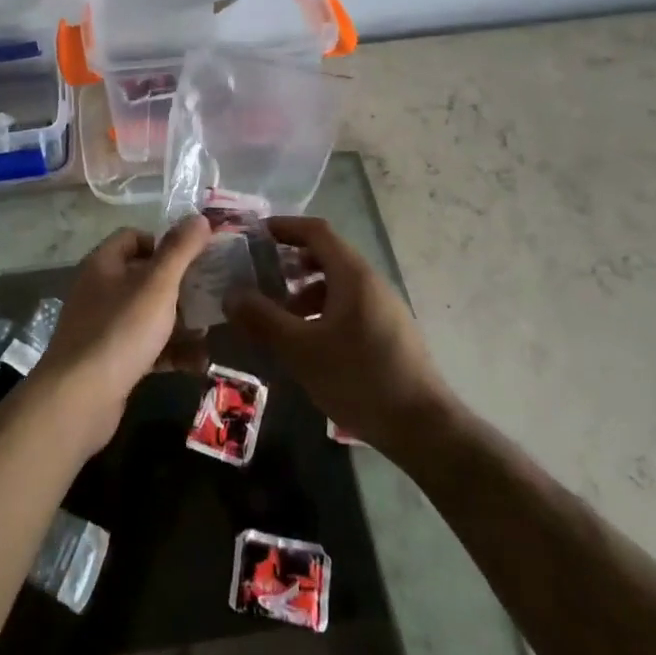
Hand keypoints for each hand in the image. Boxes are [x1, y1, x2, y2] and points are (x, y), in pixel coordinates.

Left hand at [31, 218, 213, 452]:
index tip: (194, 256)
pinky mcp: (110, 361)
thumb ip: (180, 250)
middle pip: (143, 277)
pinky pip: (146, 348)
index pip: (133, 238)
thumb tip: (200, 217)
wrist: (80, 399)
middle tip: (211, 292)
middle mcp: (99, 291)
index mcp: (103, 265)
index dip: (164, 242)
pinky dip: (170, 351)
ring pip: (148, 315)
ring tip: (211, 330)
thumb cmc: (120, 330)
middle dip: (179, 285)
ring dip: (179, 321)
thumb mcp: (157, 285)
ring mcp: (103, 328)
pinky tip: (198, 362)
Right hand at [225, 216, 450, 453]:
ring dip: (304, 291)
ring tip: (278, 316)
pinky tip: (308, 342)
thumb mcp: (301, 350)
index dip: (284, 227)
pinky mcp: (388, 332)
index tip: (254, 234)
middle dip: (290, 262)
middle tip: (258, 276)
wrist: (423, 427)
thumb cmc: (359, 378)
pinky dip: (322, 310)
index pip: (316, 231)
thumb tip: (231, 295)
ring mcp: (383, 307)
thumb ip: (263, 319)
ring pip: (337, 284)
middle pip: (327, 255)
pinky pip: (349, 306)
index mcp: (353, 275)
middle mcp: (371, 282)